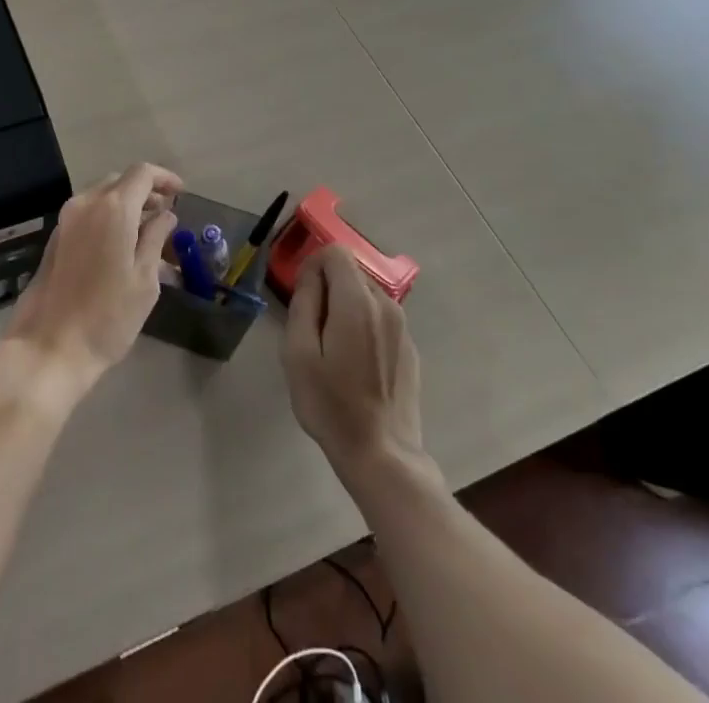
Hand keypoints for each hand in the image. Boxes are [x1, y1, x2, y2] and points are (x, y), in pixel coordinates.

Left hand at [0, 163, 181, 399]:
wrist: (49, 347)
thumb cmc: (107, 316)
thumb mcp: (145, 280)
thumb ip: (156, 238)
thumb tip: (166, 215)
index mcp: (112, 208)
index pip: (142, 173)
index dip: (165, 178)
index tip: (181, 195)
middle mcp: (86, 203)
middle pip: (120, 182)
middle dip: (146, 192)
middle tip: (166, 215)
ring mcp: (66, 219)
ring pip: (102, 197)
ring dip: (126, 205)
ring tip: (146, 233)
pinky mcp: (55, 238)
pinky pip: (88, 213)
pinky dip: (108, 217)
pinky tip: (120, 245)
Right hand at [283, 246, 423, 478]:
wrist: (382, 455)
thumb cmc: (331, 404)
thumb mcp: (298, 352)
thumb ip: (304, 302)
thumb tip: (312, 274)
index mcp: (357, 301)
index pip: (336, 252)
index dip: (313, 265)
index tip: (302, 297)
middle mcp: (386, 305)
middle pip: (351, 272)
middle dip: (328, 288)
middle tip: (313, 329)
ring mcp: (403, 328)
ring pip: (366, 296)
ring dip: (346, 308)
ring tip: (333, 350)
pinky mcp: (410, 349)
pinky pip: (380, 320)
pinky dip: (364, 327)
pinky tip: (355, 366)